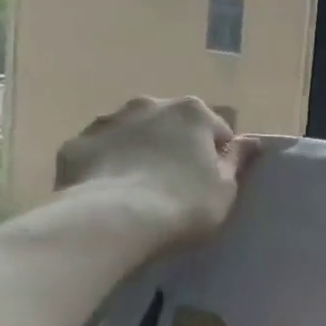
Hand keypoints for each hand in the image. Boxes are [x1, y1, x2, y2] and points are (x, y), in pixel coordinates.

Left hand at [53, 96, 254, 247]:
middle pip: (170, 124)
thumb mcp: (226, 188)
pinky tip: (110, 192)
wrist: (112, 220)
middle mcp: (149, 105)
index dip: (217, 155)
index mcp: (192, 112)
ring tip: (140, 188)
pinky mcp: (74, 145)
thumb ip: (237, 160)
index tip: (212, 180)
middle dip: (175, 144)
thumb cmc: (184, 202)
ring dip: (139, 149)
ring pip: (131, 132)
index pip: (216, 129)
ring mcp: (107, 122)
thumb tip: (251, 142)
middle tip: (176, 181)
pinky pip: (98, 152)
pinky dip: (105, 165)